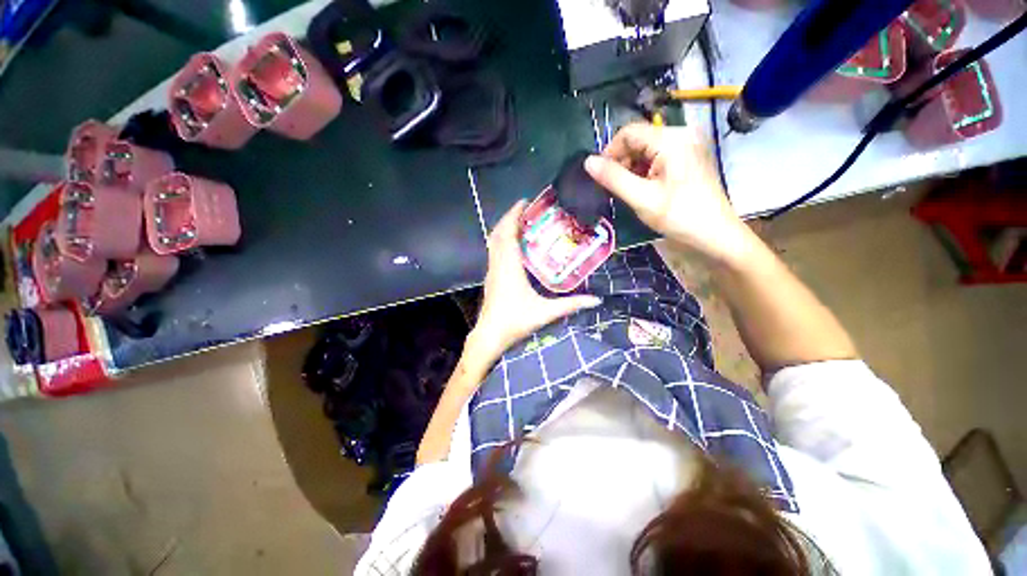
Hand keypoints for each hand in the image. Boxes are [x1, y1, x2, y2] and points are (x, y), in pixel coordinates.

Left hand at [469, 201, 601, 361]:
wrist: (490, 336)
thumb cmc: (515, 321)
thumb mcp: (545, 313)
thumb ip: (570, 305)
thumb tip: (596, 300)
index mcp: (509, 267)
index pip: (508, 233)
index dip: (514, 215)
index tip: (525, 202)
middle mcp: (497, 264)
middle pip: (498, 233)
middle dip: (509, 217)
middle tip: (526, 209)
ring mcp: (491, 270)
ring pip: (493, 242)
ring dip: (504, 228)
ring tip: (521, 223)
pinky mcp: (490, 277)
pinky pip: (493, 251)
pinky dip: (501, 241)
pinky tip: (513, 245)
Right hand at [584, 123, 754, 265]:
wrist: (715, 232)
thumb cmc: (679, 216)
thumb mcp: (641, 198)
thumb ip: (613, 178)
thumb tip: (587, 162)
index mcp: (671, 139)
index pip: (629, 132)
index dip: (610, 152)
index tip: (602, 177)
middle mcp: (681, 134)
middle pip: (638, 139)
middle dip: (622, 162)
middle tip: (616, 188)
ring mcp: (687, 144)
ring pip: (646, 149)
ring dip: (632, 168)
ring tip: (631, 191)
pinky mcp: (688, 156)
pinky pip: (658, 156)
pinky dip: (645, 170)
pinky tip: (644, 188)